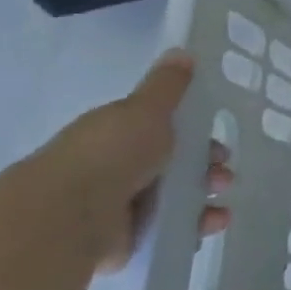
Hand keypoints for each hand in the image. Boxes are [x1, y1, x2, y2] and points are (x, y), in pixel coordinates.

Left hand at [26, 50, 231, 271]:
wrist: (68, 216)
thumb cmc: (110, 154)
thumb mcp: (145, 110)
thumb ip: (167, 85)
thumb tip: (181, 50)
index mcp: (119, 134)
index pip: (166, 131)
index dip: (197, 134)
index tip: (218, 141)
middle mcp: (118, 168)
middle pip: (175, 166)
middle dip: (208, 168)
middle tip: (223, 174)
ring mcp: (120, 206)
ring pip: (176, 198)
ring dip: (206, 198)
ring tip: (219, 203)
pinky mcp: (126, 239)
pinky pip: (169, 230)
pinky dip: (194, 227)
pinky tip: (211, 224)